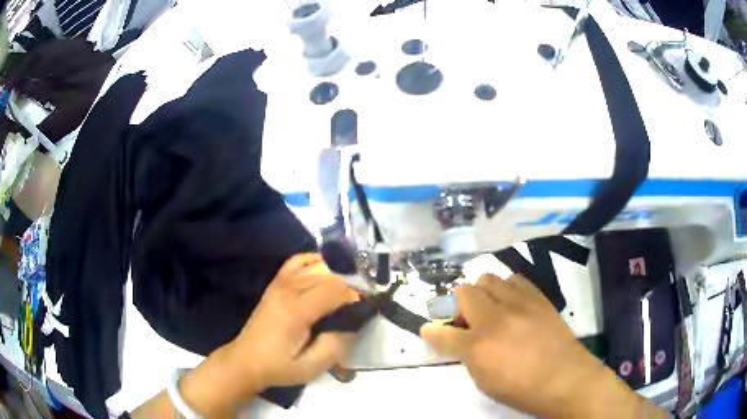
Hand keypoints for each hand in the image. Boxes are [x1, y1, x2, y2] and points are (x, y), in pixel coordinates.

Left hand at [163, 254, 358, 417]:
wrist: (246, 360)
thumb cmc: (279, 367)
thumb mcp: (311, 367)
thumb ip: (336, 344)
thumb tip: (353, 322)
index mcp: (296, 311)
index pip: (335, 290)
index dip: (355, 296)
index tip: (364, 309)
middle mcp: (288, 289)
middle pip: (329, 275)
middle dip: (350, 285)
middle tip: (359, 303)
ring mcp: (280, 283)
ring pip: (317, 265)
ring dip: (337, 275)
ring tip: (347, 292)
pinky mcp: (275, 283)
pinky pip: (298, 261)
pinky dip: (315, 261)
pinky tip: (325, 272)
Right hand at [420, 274, 663, 417]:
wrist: (565, 379)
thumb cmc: (522, 390)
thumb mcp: (485, 381)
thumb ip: (468, 356)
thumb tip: (455, 340)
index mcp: (478, 347)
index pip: (443, 333)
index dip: (432, 331)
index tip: (428, 329)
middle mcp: (495, 319)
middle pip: (464, 292)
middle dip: (457, 304)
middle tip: (465, 320)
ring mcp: (519, 304)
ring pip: (489, 278)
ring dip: (482, 292)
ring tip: (490, 309)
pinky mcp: (538, 298)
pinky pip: (515, 279)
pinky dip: (506, 288)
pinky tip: (512, 303)